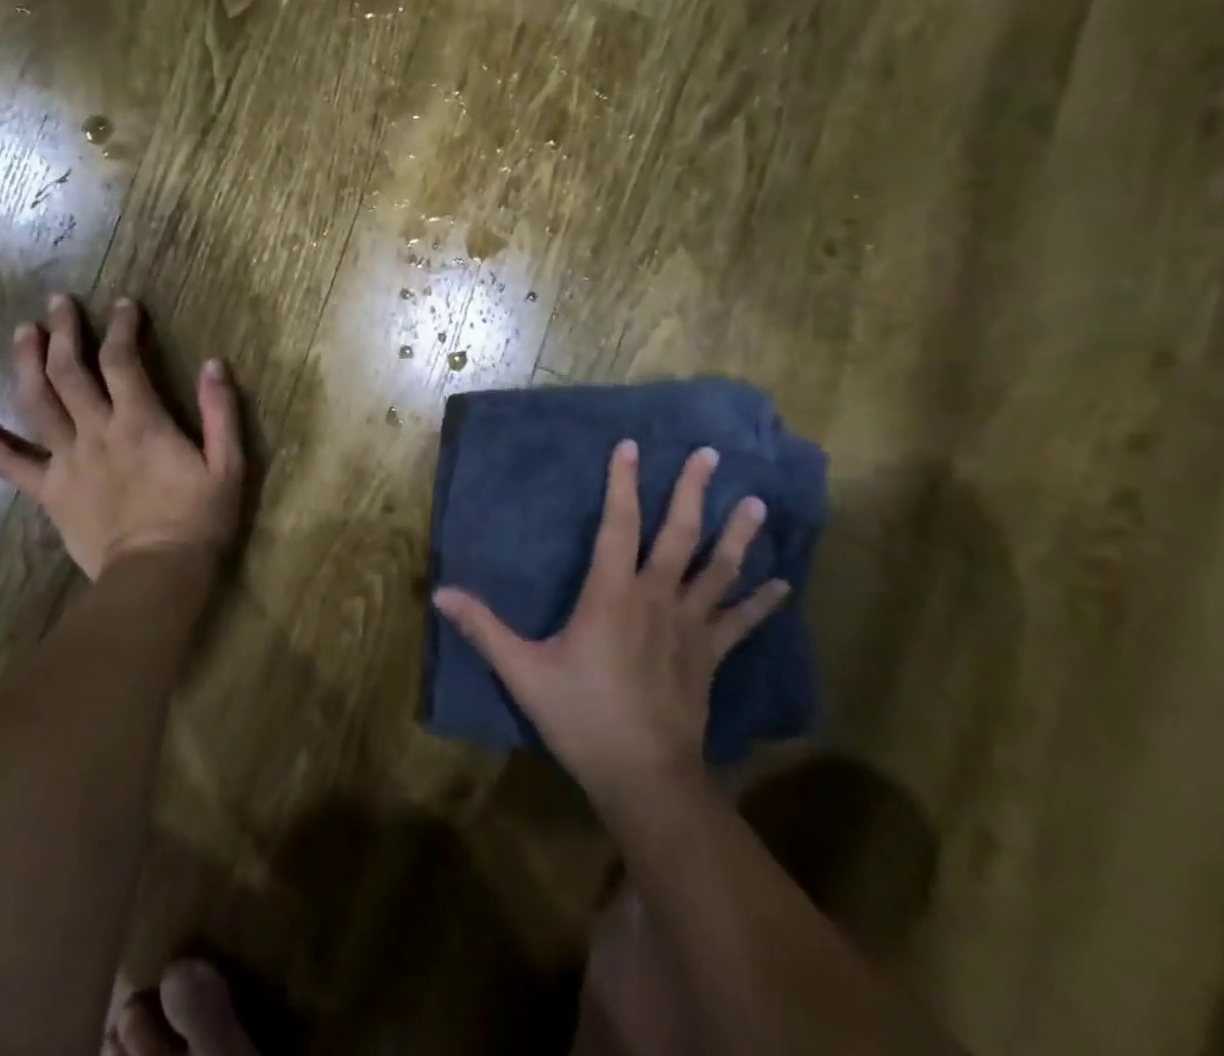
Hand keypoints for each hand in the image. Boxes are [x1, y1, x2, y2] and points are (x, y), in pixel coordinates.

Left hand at [0, 295, 244, 579]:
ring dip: (26, 363)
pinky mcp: (49, 491)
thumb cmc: (197, 520)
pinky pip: (10, 465)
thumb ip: (221, 412)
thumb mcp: (227, 465)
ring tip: (22, 333)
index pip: (122, 359)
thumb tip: (214, 363)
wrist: (156, 577)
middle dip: (63, 331)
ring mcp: (66, 461)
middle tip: (58, 302)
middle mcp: (95, 431)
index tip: (123, 304)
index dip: (121, 326)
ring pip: (37, 403)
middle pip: (69, 370)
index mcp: (139, 421)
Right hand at [433, 442, 789, 804]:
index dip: (623, 483)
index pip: (618, 525)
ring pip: (718, 570)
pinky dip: (761, 602)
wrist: (645, 778)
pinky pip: (739, 622)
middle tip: (711, 454)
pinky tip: (782, 584)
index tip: (629, 446)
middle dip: (693, 491)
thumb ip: (483, 628)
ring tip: (756, 500)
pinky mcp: (709, 656)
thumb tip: (440, 592)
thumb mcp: (522, 671)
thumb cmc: (581, 716)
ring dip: (738, 534)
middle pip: (679, 535)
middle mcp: (656, 599)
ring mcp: (689, 627)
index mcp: (611, 595)